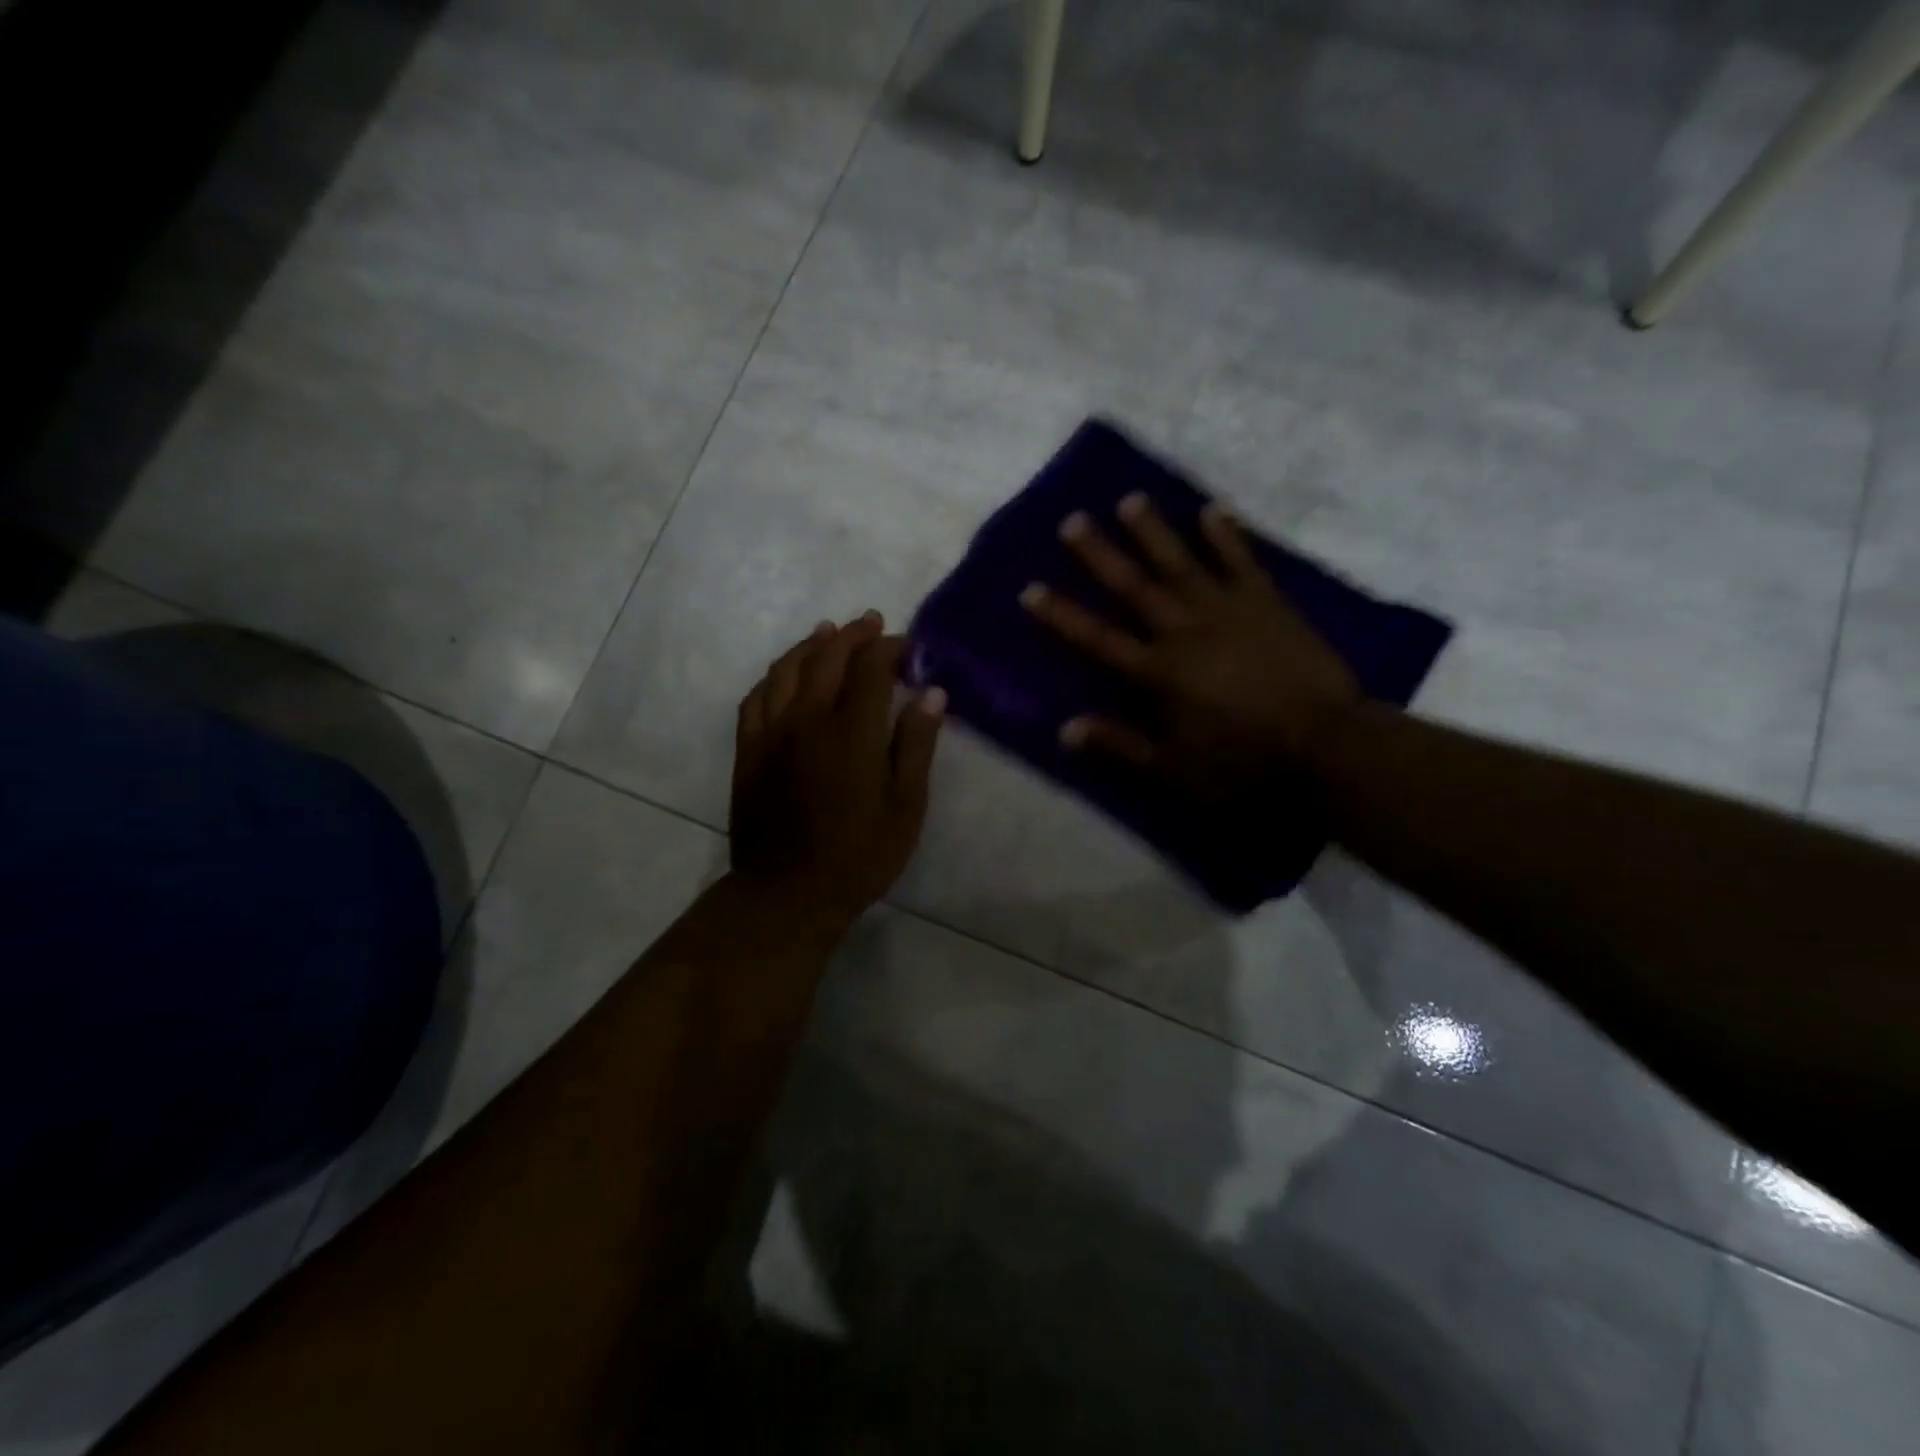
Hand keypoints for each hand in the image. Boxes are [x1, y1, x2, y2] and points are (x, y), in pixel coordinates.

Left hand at [730, 613, 946, 930]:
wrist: (788, 894)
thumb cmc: (859, 855)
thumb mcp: (905, 806)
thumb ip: (916, 744)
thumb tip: (932, 692)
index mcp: (851, 732)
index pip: (870, 669)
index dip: (889, 648)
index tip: (906, 644)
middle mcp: (806, 720)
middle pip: (827, 658)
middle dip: (852, 635)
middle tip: (872, 622)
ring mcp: (771, 733)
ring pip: (786, 670)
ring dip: (810, 644)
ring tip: (828, 632)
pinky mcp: (747, 751)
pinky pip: (756, 697)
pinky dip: (774, 675)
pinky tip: (784, 673)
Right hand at [1020, 493, 1357, 797]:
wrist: (1326, 746)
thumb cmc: (1244, 764)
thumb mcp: (1173, 770)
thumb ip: (1119, 745)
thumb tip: (1065, 728)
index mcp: (1157, 672)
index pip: (1097, 638)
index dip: (1061, 614)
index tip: (1030, 588)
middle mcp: (1184, 631)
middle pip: (1134, 586)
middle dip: (1100, 554)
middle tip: (1073, 519)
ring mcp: (1227, 610)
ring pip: (1181, 563)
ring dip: (1153, 531)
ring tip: (1131, 499)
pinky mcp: (1267, 603)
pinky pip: (1242, 561)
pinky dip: (1227, 535)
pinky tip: (1212, 509)